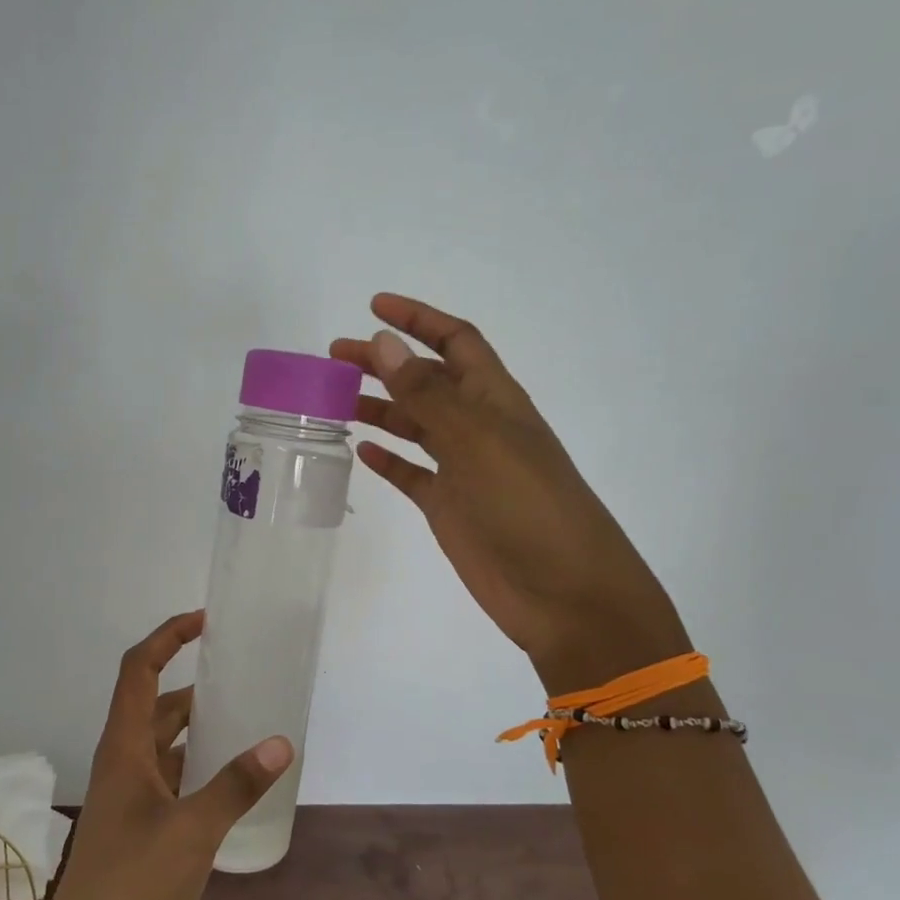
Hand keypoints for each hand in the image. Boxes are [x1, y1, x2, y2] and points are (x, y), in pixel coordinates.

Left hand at [31, 611, 292, 899]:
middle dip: (193, 691)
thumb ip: (236, 785)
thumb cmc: (132, 887)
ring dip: (198, 737)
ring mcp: (129, 807)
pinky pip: (173, 790)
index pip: (138, 671)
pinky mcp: (140, 841)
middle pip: (155, 710)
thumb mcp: (193, 830)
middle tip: (241, 683)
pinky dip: (200, 778)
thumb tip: (280, 742)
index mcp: (122, 750)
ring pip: (165, 752)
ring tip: (247, 730)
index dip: (167, 638)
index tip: (205, 621)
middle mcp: (122, 768)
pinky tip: (233, 792)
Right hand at [331, 294, 690, 692]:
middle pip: (426, 381)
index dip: (418, 320)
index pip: (456, 342)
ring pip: (414, 426)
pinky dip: (388, 460)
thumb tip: (383, 341)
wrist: (564, 593)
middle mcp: (478, 428)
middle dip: (384, 362)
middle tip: (335, 357)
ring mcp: (463, 469)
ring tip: (335, 401)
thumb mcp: (477, 442)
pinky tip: (362, 452)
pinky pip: (412, 475)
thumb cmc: (528, 506)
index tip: (374, 306)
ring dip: (379, 408)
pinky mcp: (450, 508)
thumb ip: (427, 394)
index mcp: (495, 400)